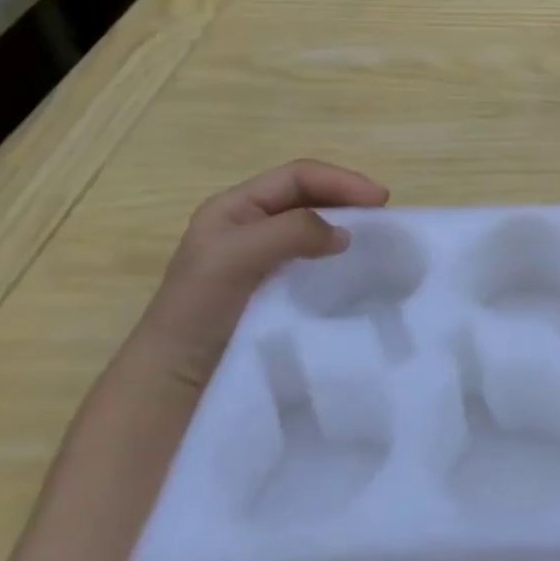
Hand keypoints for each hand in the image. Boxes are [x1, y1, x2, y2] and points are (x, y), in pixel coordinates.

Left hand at [135, 159, 389, 388]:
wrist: (176, 383)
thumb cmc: (199, 309)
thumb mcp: (235, 257)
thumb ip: (290, 232)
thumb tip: (345, 233)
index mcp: (235, 207)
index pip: (298, 177)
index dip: (341, 180)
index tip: (379, 200)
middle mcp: (251, 226)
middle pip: (310, 198)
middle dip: (348, 200)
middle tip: (383, 218)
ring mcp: (264, 259)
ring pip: (316, 229)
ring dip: (347, 229)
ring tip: (376, 241)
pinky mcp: (277, 290)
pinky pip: (316, 262)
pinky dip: (340, 259)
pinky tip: (355, 271)